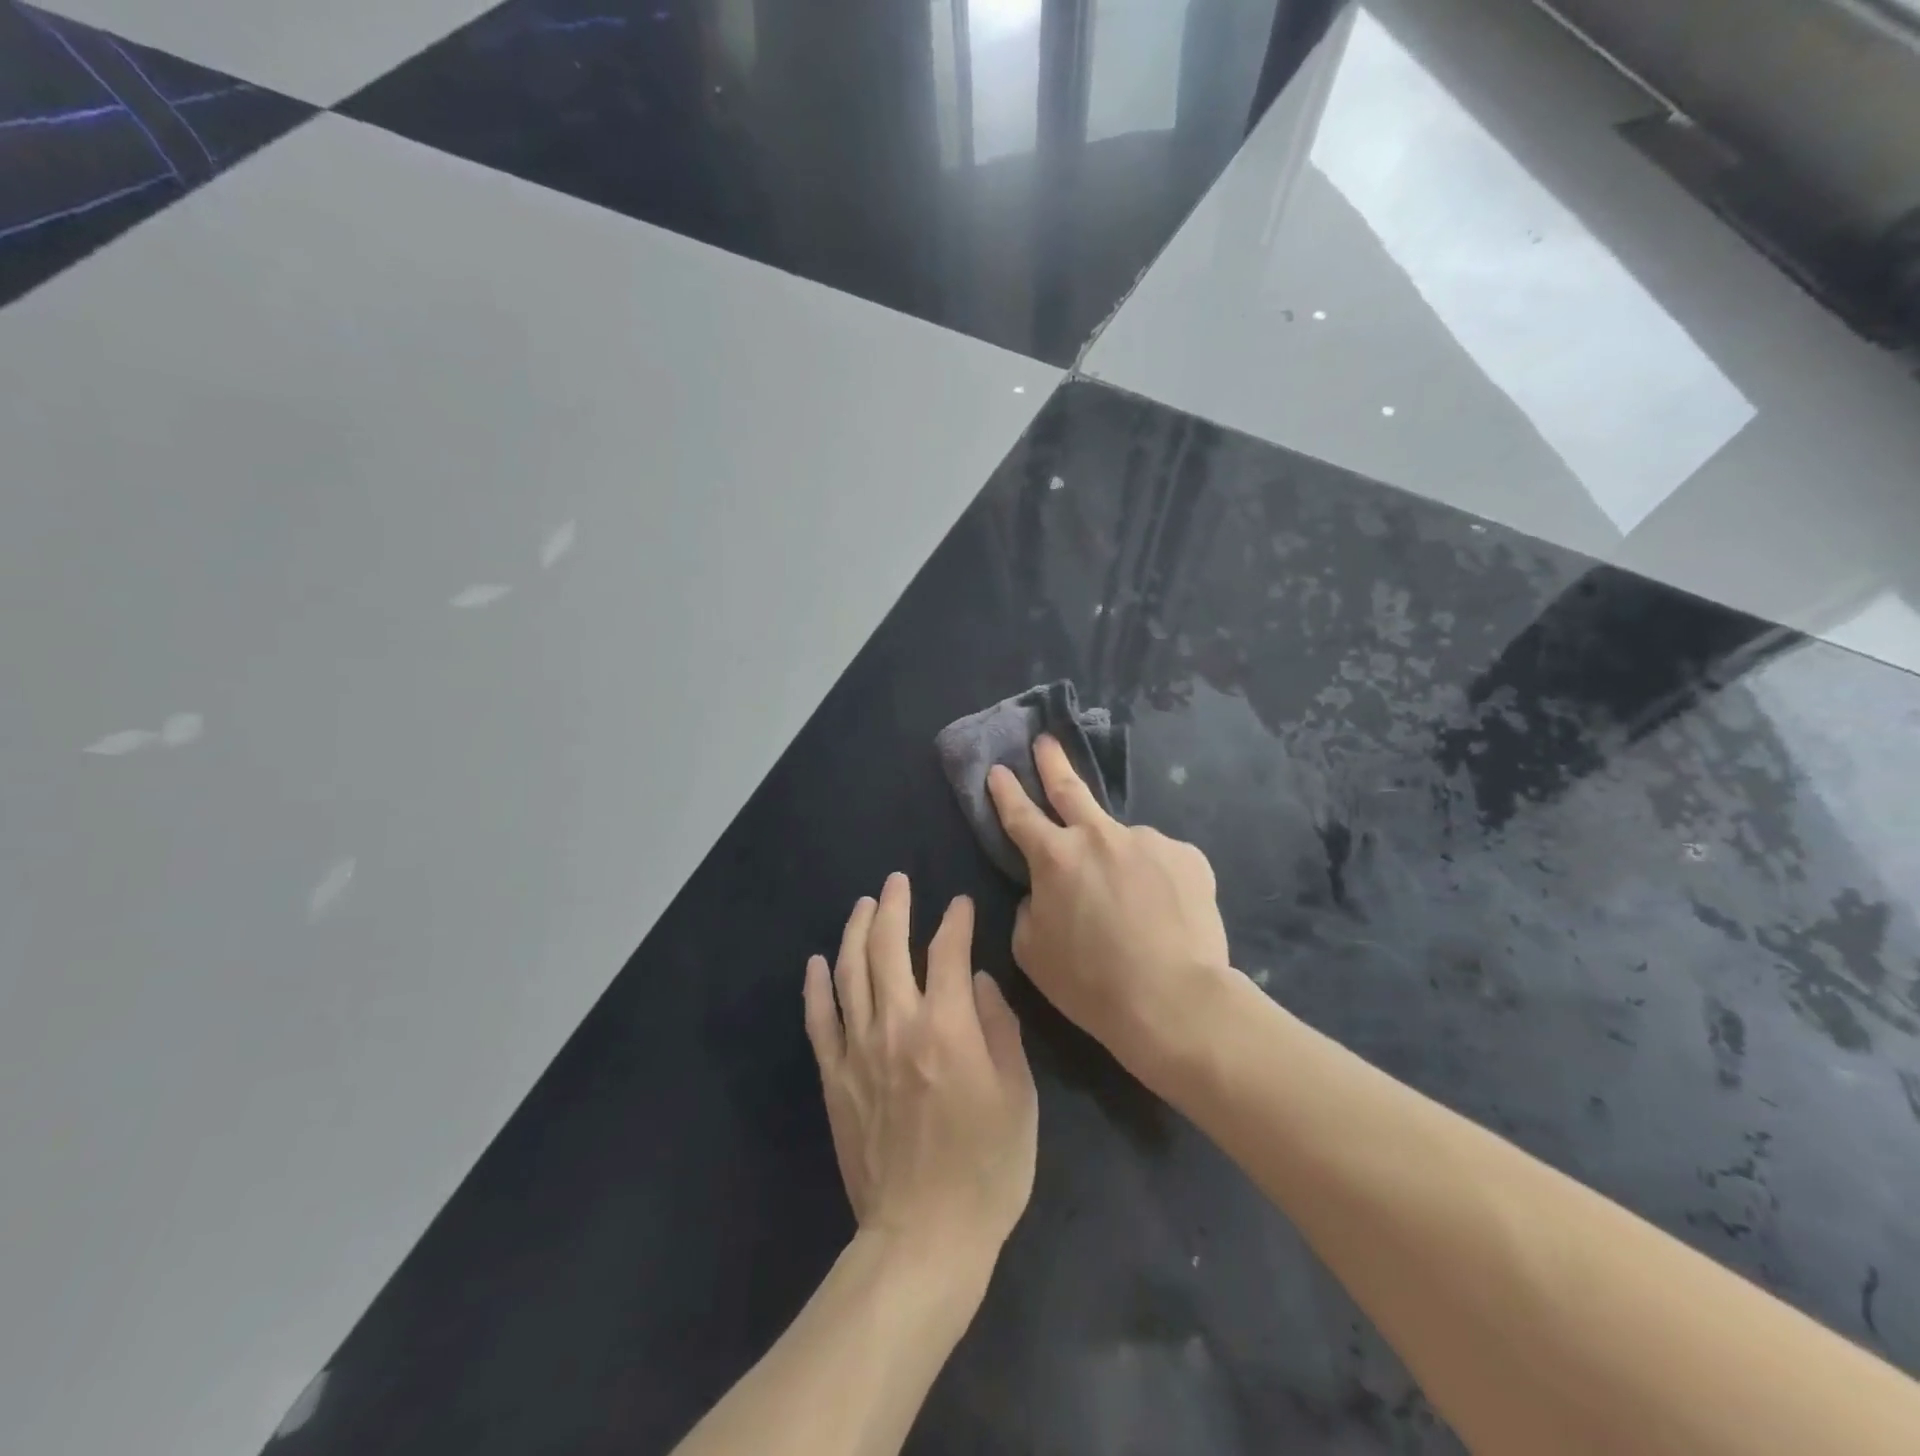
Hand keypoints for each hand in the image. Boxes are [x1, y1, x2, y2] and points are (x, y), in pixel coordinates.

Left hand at [804, 874, 1037, 1273]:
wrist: (923, 1237)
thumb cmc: (986, 1169)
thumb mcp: (1018, 1097)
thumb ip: (1000, 1029)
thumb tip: (980, 981)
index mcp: (947, 1026)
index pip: (949, 952)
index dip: (956, 921)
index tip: (960, 905)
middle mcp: (897, 1025)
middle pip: (889, 947)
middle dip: (895, 906)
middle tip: (897, 881)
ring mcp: (858, 1050)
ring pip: (850, 972)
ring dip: (855, 931)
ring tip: (863, 905)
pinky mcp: (834, 1078)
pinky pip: (819, 1020)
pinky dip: (816, 986)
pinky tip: (816, 961)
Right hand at [987, 735, 1231, 1077]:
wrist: (1173, 1000)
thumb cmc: (1091, 983)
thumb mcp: (1032, 953)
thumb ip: (1030, 910)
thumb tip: (1043, 892)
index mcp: (1055, 857)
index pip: (1020, 815)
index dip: (1006, 792)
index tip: (998, 770)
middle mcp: (1099, 836)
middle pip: (1069, 789)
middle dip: (1052, 762)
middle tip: (1046, 741)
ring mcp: (1148, 840)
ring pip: (1123, 842)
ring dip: (1119, 860)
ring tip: (1134, 905)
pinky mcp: (1187, 856)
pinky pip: (1161, 863)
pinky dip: (1156, 881)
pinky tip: (1165, 912)